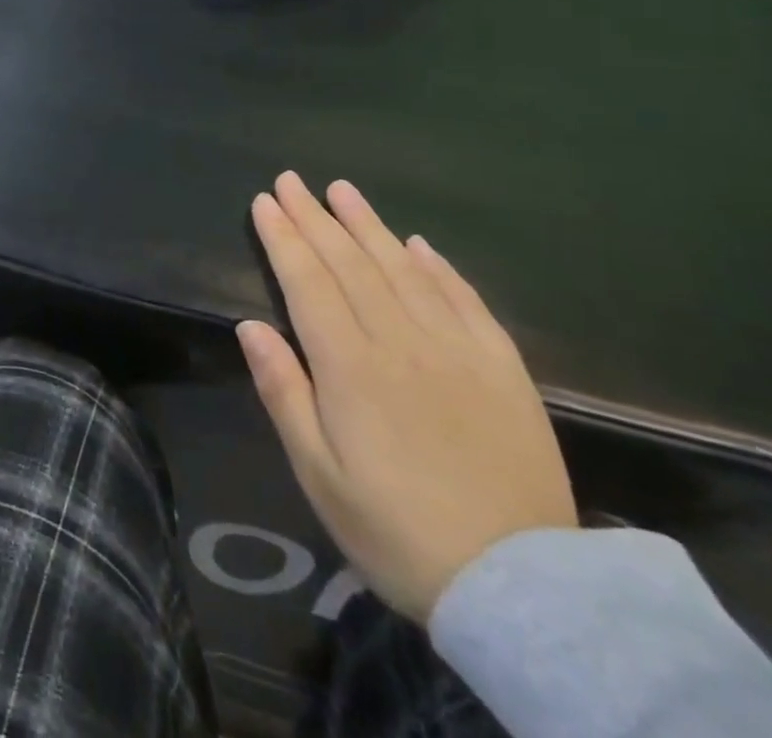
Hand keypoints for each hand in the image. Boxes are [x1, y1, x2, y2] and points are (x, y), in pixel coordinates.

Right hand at [237, 173, 575, 623]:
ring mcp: (458, 352)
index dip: (284, 239)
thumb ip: (283, 393)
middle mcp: (402, 344)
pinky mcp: (503, 370)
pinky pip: (466, 301)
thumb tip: (249, 325)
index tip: (265, 201)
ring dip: (369, 226)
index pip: (308, 283)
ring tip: (342, 190)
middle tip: (291, 180)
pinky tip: (418, 244)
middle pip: (350, 264)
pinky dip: (438, 267)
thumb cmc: (397, 533)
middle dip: (316, 218)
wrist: (522, 592)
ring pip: (403, 270)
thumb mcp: (319, 475)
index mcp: (350, 368)